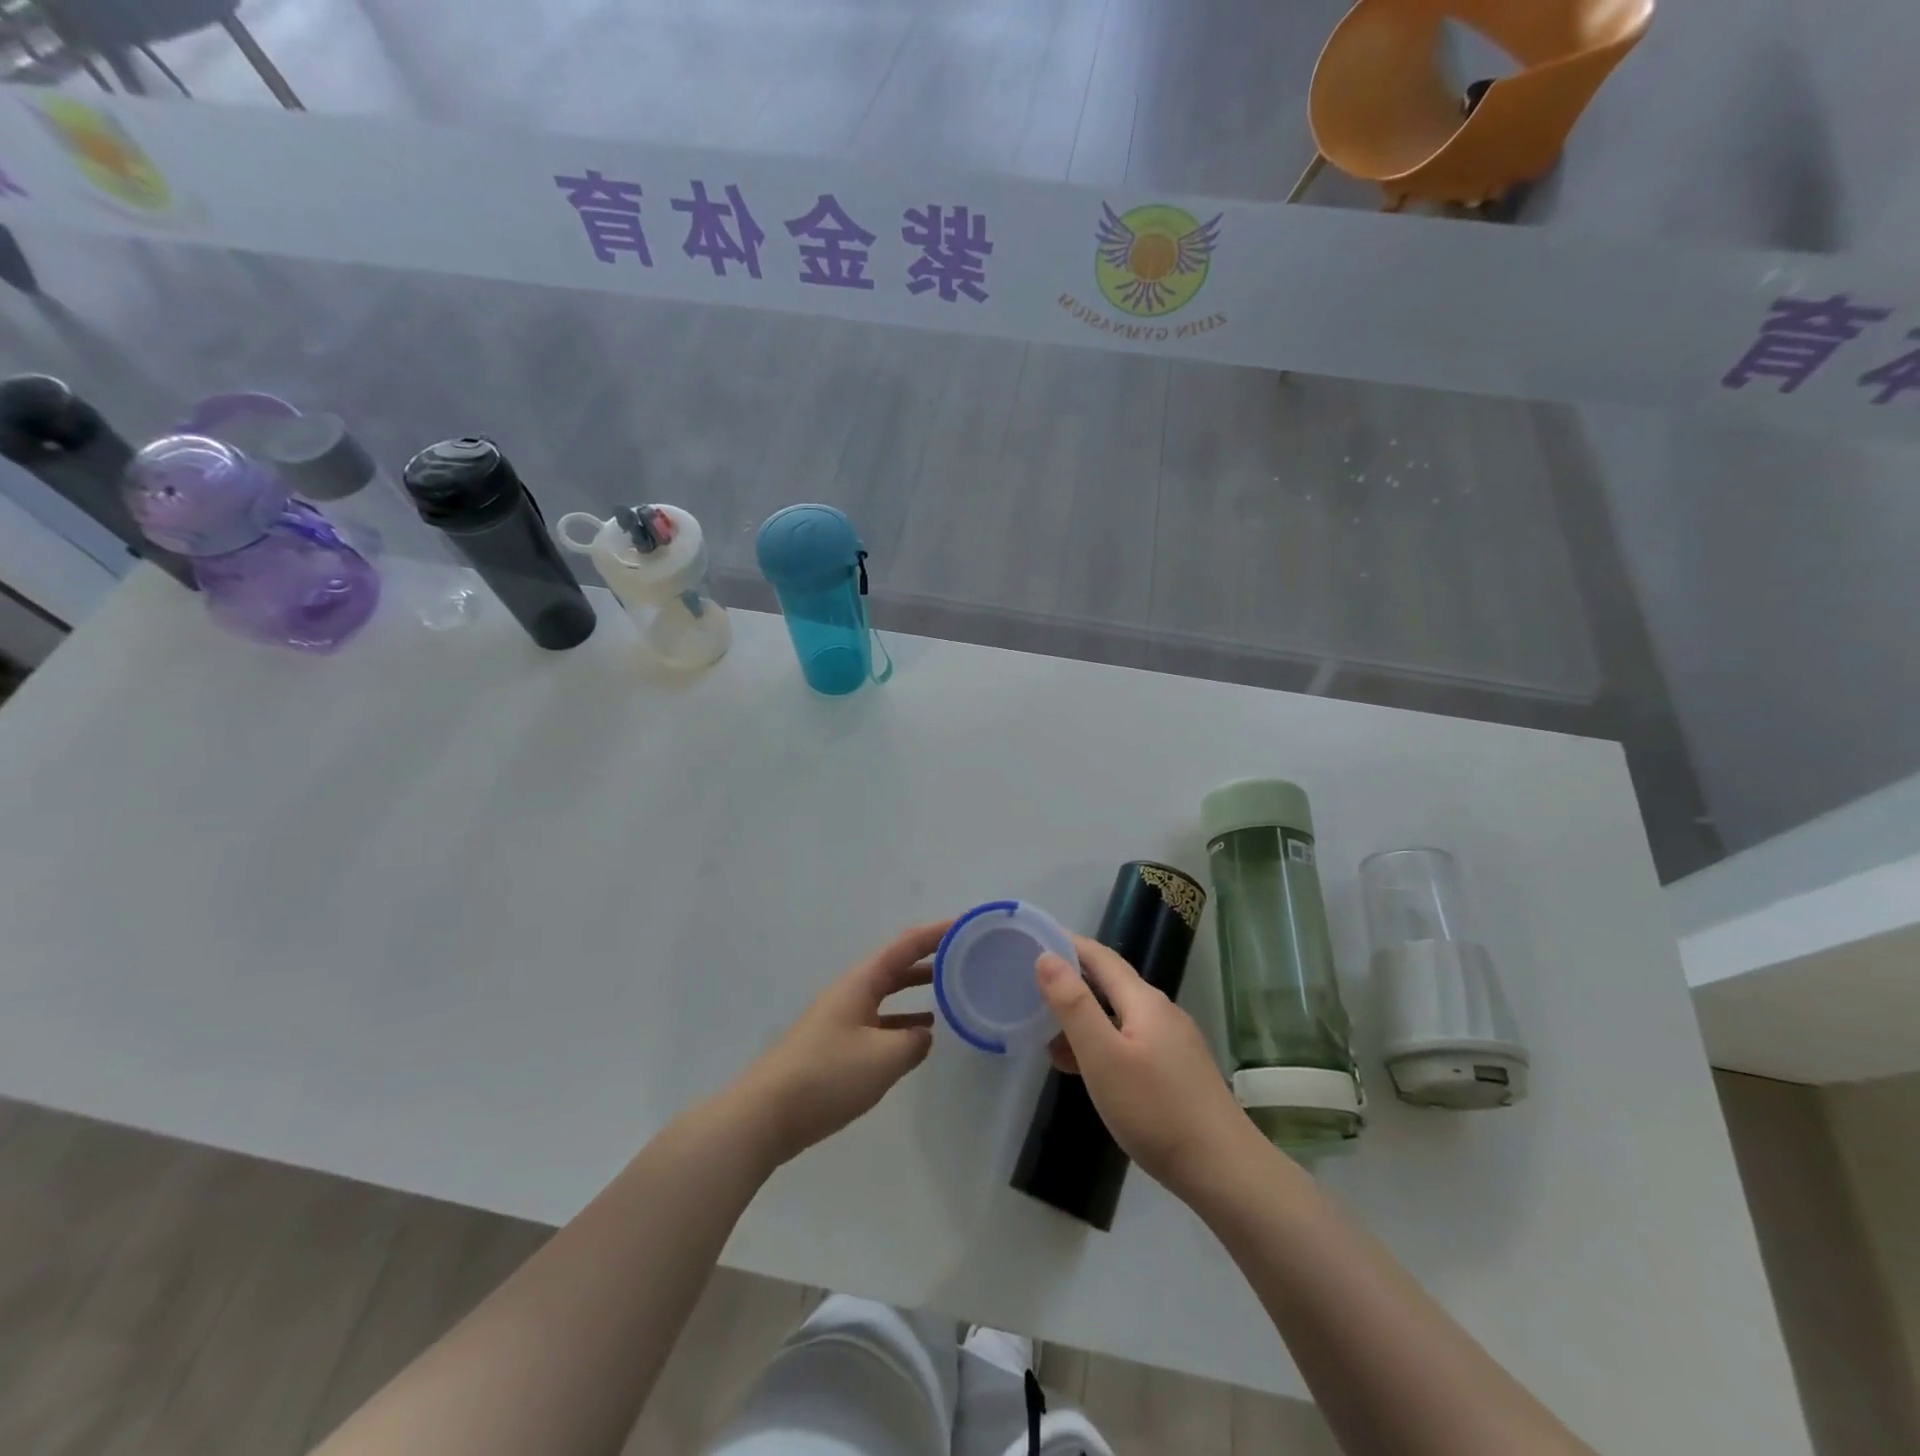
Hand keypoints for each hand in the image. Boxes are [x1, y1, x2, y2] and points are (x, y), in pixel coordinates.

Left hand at [736, 921, 947, 1164]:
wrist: (766, 1115)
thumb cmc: (827, 1075)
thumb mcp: (882, 1058)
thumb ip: (912, 1042)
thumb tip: (923, 1035)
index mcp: (860, 982)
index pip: (904, 946)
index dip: (935, 933)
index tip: (964, 924)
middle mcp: (850, 992)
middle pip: (895, 965)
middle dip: (928, 956)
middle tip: (964, 954)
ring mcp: (841, 1018)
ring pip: (886, 994)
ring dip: (915, 988)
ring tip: (950, 989)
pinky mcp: (836, 1046)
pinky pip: (878, 1022)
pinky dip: (901, 1022)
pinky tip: (919, 1036)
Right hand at [1037, 936, 1261, 1200]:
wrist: (1225, 1171)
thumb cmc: (1155, 1110)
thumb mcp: (1103, 1056)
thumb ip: (1073, 1005)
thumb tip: (1047, 957)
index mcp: (1144, 1000)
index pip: (1100, 956)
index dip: (1068, 945)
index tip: (1034, 941)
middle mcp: (1162, 1012)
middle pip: (1111, 984)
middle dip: (1072, 982)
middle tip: (1030, 989)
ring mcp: (1174, 1042)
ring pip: (1120, 1016)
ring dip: (1084, 1018)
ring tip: (1047, 1035)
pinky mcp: (1178, 1071)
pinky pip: (1131, 1041)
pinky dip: (1102, 1043)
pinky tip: (1087, 1069)